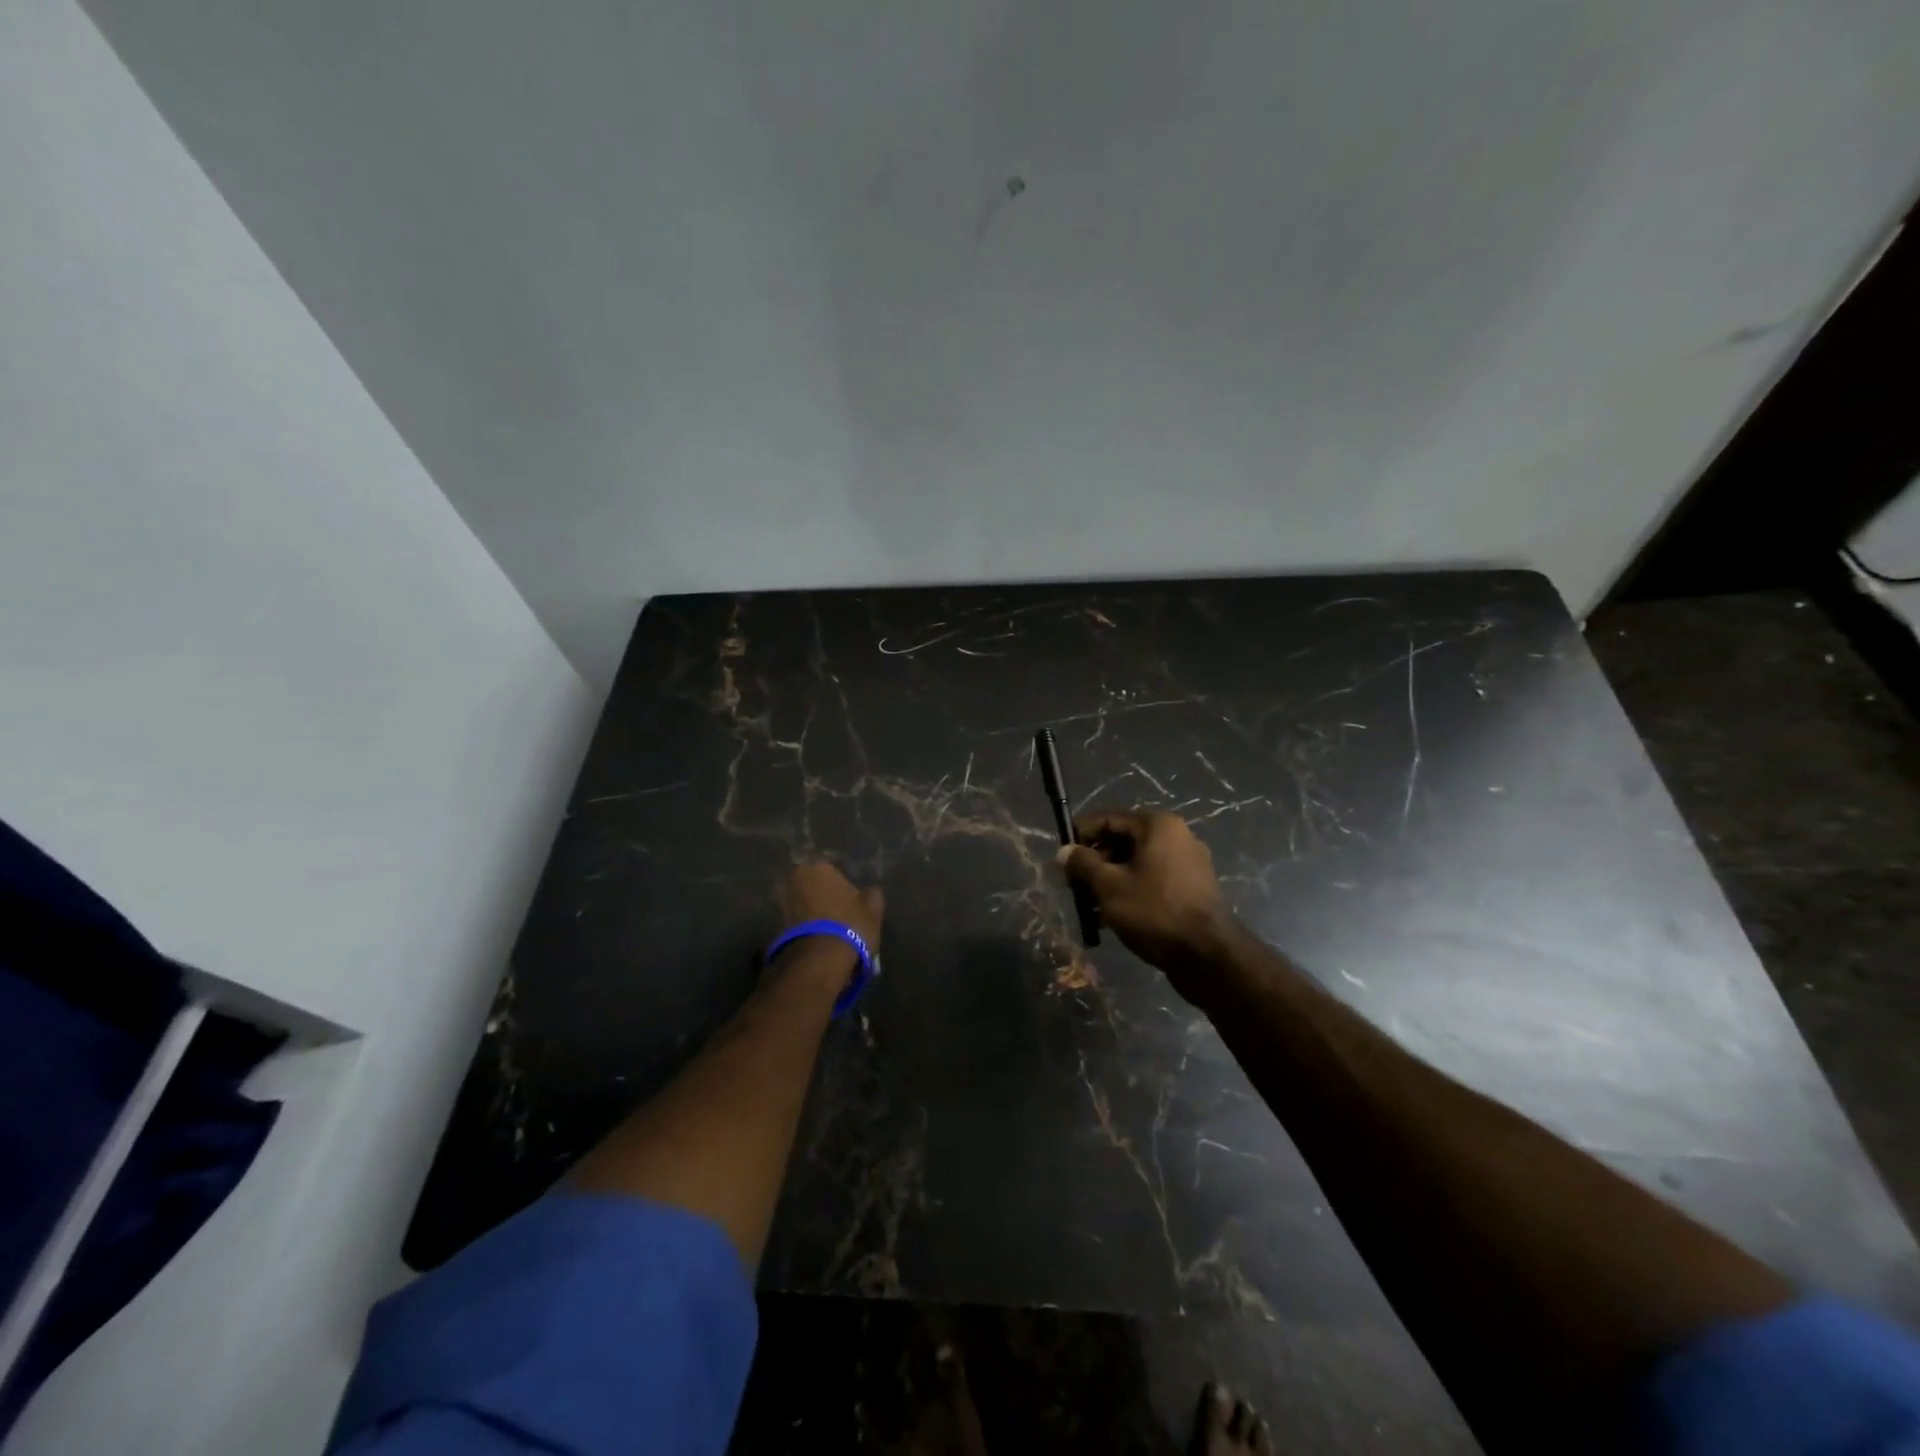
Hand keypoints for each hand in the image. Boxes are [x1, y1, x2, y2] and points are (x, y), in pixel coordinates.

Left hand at [777, 860, 884, 955]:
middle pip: (813, 885)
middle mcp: (796, 878)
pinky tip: (816, 940)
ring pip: (801, 903)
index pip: (834, 871)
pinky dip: (802, 927)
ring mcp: (781, 901)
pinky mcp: (773, 925)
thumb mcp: (873, 910)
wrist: (817, 961)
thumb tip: (869, 891)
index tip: (851, 901)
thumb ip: (871, 895)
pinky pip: (793, 921)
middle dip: (822, 896)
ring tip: (827, 930)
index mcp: (820, 867)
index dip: (843, 887)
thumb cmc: (849, 926)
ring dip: (811, 912)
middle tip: (837, 914)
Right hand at [1059, 810, 1231, 995]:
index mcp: (1158, 826)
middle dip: (1095, 863)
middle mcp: (1177, 836)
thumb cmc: (1153, 911)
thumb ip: (1083, 864)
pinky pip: (1152, 881)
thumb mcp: (1108, 886)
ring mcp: (1188, 863)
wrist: (1206, 955)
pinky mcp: (1193, 889)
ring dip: (1110, 881)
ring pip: (1137, 864)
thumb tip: (1064, 851)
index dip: (1081, 836)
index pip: (1108, 819)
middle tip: (1073, 885)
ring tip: (1089, 907)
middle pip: (1123, 841)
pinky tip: (1112, 917)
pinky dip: (1131, 892)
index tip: (1061, 857)